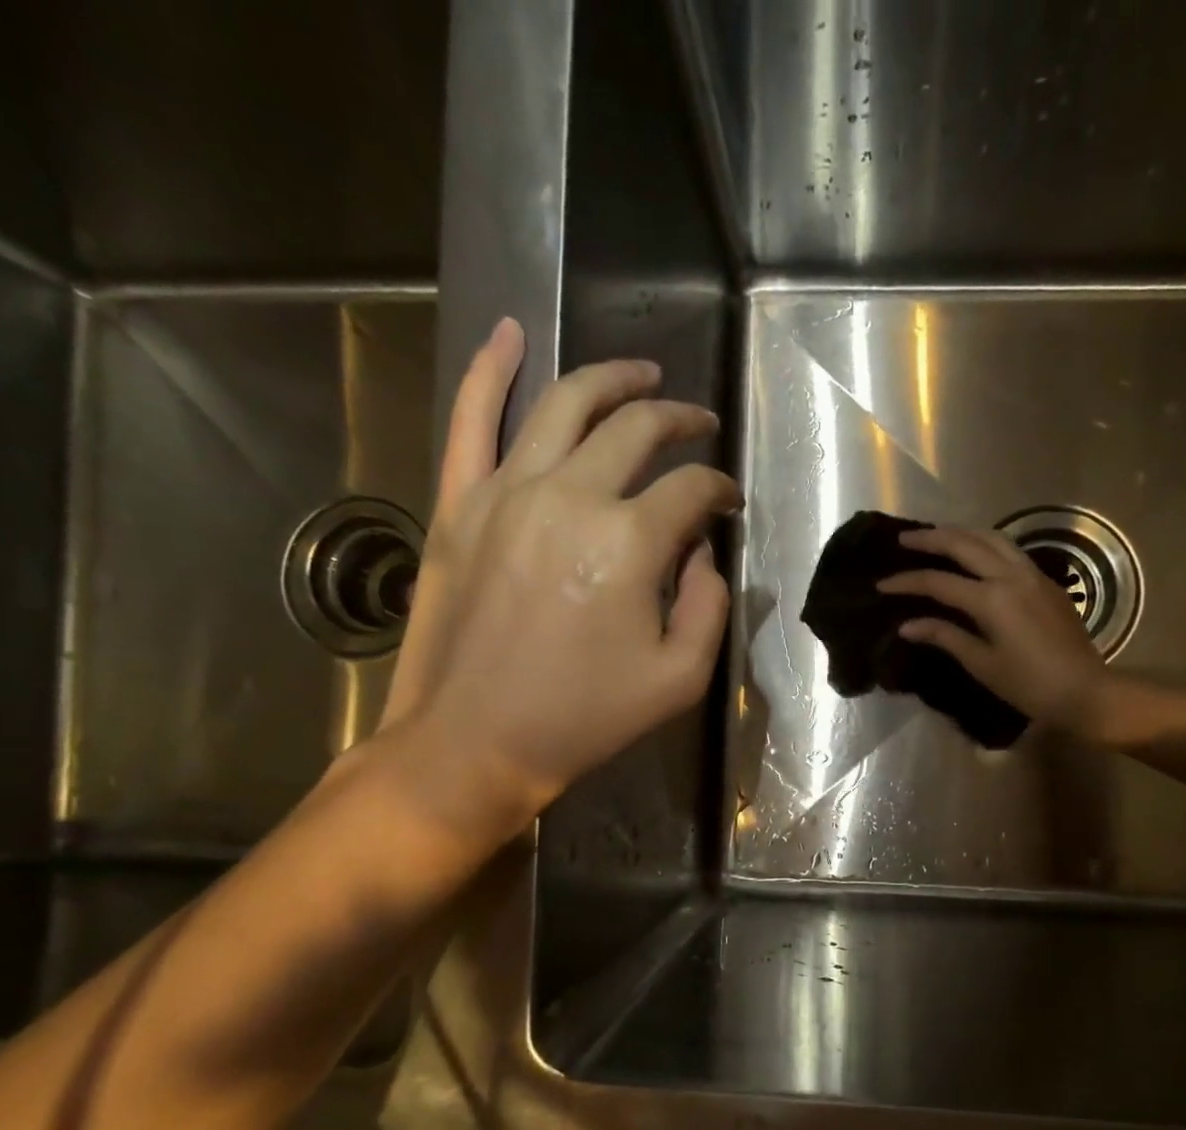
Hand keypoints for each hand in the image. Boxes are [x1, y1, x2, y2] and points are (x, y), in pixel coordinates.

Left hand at [377, 319, 739, 827]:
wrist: (474, 743)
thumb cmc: (584, 718)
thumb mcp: (680, 678)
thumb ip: (710, 605)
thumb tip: (703, 554)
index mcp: (630, 541)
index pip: (691, 489)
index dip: (719, 491)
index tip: (727, 504)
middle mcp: (570, 496)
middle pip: (636, 428)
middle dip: (680, 420)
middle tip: (699, 423)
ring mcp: (505, 491)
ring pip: (564, 403)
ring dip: (612, 379)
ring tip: (642, 374)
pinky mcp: (458, 503)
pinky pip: (470, 419)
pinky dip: (490, 368)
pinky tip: (509, 331)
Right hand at [879, 525, 1111, 734]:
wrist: (1085, 691)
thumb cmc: (1029, 685)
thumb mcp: (982, 664)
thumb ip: (945, 636)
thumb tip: (908, 625)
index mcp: (992, 599)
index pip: (938, 582)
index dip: (907, 581)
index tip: (882, 584)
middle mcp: (1012, 576)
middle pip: (965, 544)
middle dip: (931, 539)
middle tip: (903, 539)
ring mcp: (1033, 575)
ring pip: (992, 538)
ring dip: (961, 533)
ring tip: (937, 536)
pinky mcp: (1047, 582)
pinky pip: (1010, 550)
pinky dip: (985, 543)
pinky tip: (974, 554)